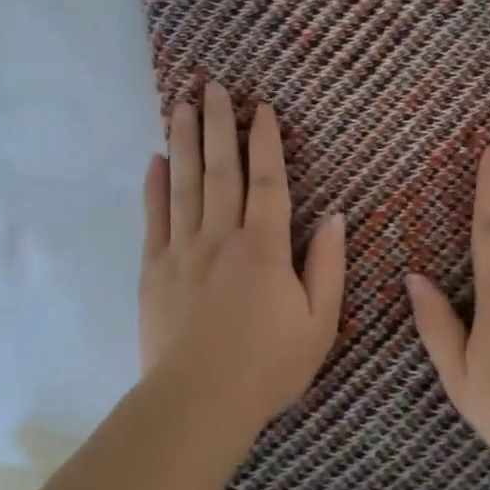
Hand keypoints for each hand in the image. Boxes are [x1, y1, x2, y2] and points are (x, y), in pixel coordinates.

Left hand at [140, 83, 345, 433]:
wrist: (199, 402)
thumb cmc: (268, 366)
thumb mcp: (320, 323)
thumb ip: (328, 267)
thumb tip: (335, 217)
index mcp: (265, 248)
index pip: (267, 182)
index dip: (265, 142)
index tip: (261, 108)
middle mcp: (221, 237)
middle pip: (220, 170)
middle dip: (218, 124)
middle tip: (212, 87)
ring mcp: (182, 251)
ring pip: (184, 184)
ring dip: (185, 141)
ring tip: (181, 105)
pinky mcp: (154, 269)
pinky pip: (154, 218)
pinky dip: (154, 186)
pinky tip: (156, 159)